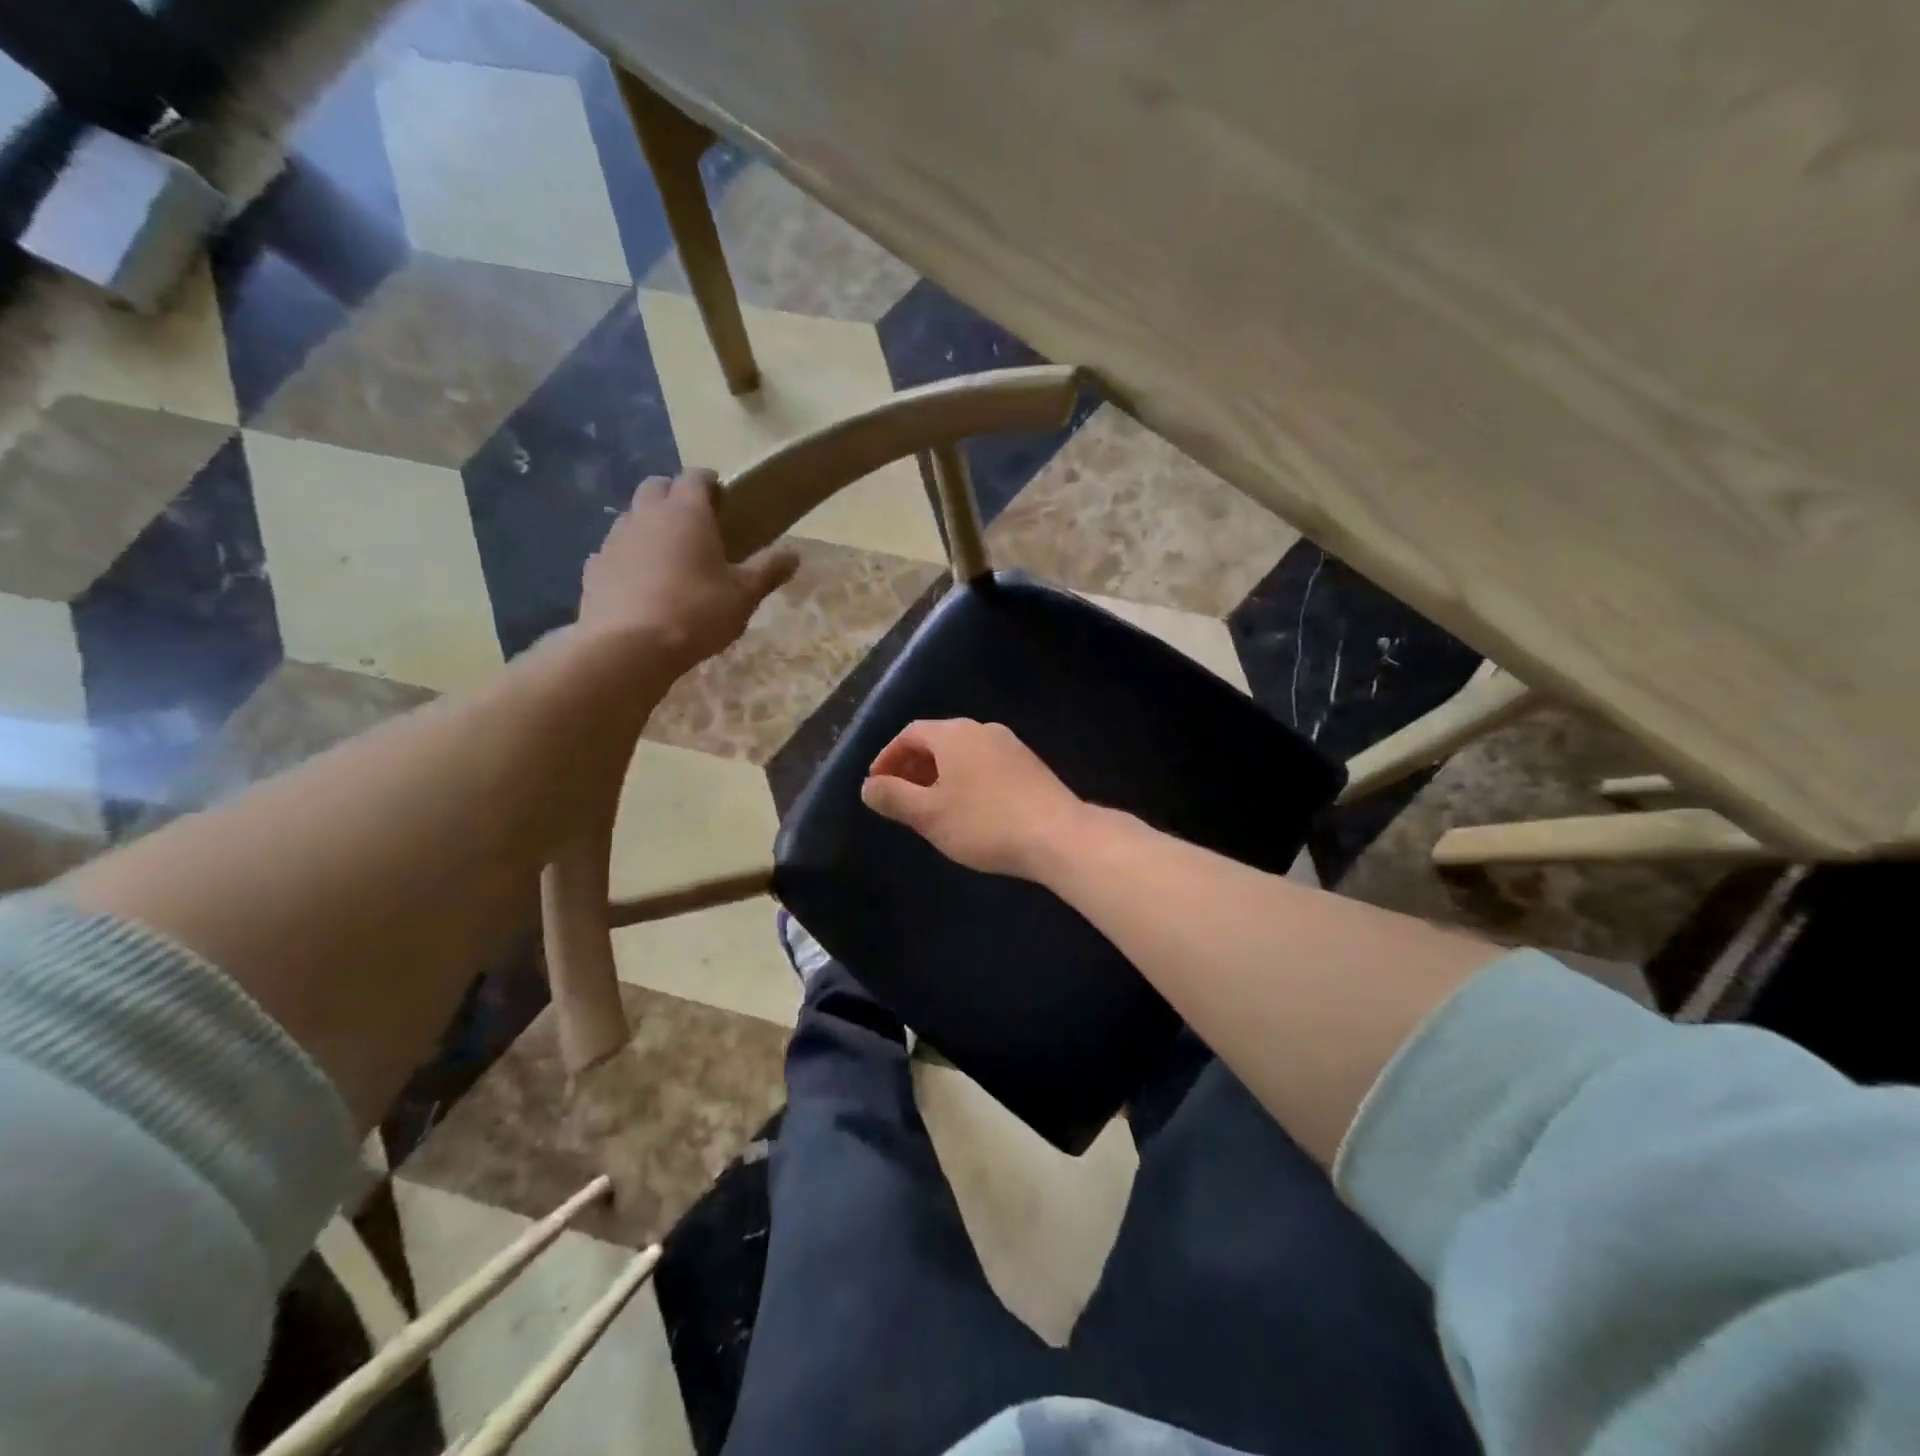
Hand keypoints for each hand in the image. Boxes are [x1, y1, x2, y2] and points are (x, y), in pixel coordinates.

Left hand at [580, 470, 798, 670]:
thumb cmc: (697, 613)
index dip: (710, 483)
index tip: (723, 499)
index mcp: (687, 513)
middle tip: (695, 524)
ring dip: (649, 525)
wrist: (629, 647)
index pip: (696, 477)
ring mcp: (615, 538)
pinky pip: (614, 550)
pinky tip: (640, 582)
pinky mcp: (594, 566)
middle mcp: (647, 514)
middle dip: (674, 496)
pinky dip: (628, 556)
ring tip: (668, 555)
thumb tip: (794, 553)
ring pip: (632, 516)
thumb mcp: (744, 595)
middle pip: (657, 486)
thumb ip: (768, 570)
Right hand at [860, 719, 1085, 878]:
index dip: (887, 757)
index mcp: (954, 734)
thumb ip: (893, 797)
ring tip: (929, 806)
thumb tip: (868, 786)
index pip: (910, 734)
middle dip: (912, 766)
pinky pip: (984, 764)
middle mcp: (983, 730)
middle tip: (898, 797)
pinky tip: (966, 809)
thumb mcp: (929, 814)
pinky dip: (964, 779)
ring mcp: (1010, 746)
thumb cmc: (984, 823)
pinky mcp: (1029, 766)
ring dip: (939, 774)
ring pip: (962, 754)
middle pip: (937, 740)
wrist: (1057, 835)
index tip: (876, 784)